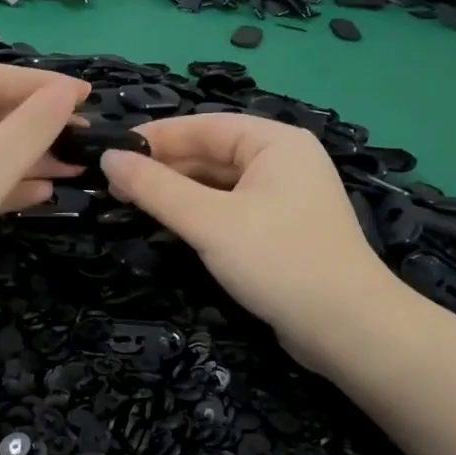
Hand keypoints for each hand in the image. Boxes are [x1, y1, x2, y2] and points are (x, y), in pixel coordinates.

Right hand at [100, 114, 397, 366]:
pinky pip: (228, 210)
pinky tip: (168, 226)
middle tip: (112, 186)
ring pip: (217, 185)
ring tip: (129, 205)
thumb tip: (108, 158)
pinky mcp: (279, 231)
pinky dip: (197, 215)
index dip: (155, 137)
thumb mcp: (210, 222)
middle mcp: (282, 162)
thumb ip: (156, 189)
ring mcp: (283, 198)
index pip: (203, 125)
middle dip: (163, 168)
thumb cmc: (279, 261)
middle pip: (210, 154)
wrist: (347, 329)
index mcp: (275, 143)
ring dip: (176, 193)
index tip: (110, 151)